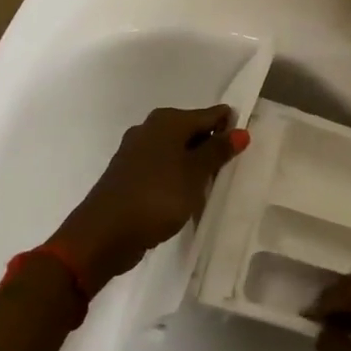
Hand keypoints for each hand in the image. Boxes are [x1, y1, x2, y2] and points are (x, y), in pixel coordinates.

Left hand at [50, 105, 247, 289]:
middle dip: (212, 147)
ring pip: (176, 151)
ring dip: (194, 165)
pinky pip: (162, 168)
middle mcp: (150, 128)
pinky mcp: (128, 175)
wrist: (103, 235)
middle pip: (192, 131)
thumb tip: (240, 131)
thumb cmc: (156, 197)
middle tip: (232, 168)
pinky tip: (186, 196)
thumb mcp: (195, 174)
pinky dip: (177, 177)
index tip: (247, 145)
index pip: (210, 115)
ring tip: (212, 186)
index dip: (229, 127)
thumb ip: (217, 151)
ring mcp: (136, 152)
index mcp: (167, 121)